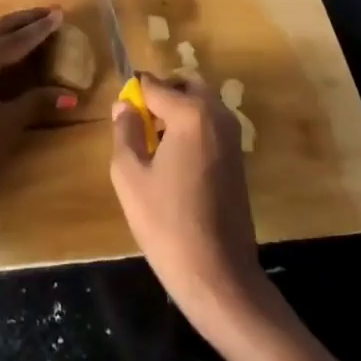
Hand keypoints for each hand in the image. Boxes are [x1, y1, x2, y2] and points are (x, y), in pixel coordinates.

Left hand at [0, 7, 72, 239]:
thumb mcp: (5, 127)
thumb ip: (35, 102)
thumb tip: (70, 95)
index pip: (14, 40)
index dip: (40, 29)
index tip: (60, 13)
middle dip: (23, 22)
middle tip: (49, 12)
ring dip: (5, 32)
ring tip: (30, 26)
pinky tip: (2, 50)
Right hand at [110, 73, 263, 334]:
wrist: (219, 276)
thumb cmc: (167, 224)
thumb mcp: (130, 175)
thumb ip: (125, 131)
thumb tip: (124, 106)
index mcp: (191, 113)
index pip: (154, 85)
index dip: (133, 95)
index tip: (121, 116)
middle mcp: (217, 115)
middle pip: (186, 85)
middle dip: (162, 95)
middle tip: (140, 125)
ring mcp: (233, 137)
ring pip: (201, 104)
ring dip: (178, 111)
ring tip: (153, 146)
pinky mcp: (239, 158)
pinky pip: (211, 126)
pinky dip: (192, 129)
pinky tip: (174, 163)